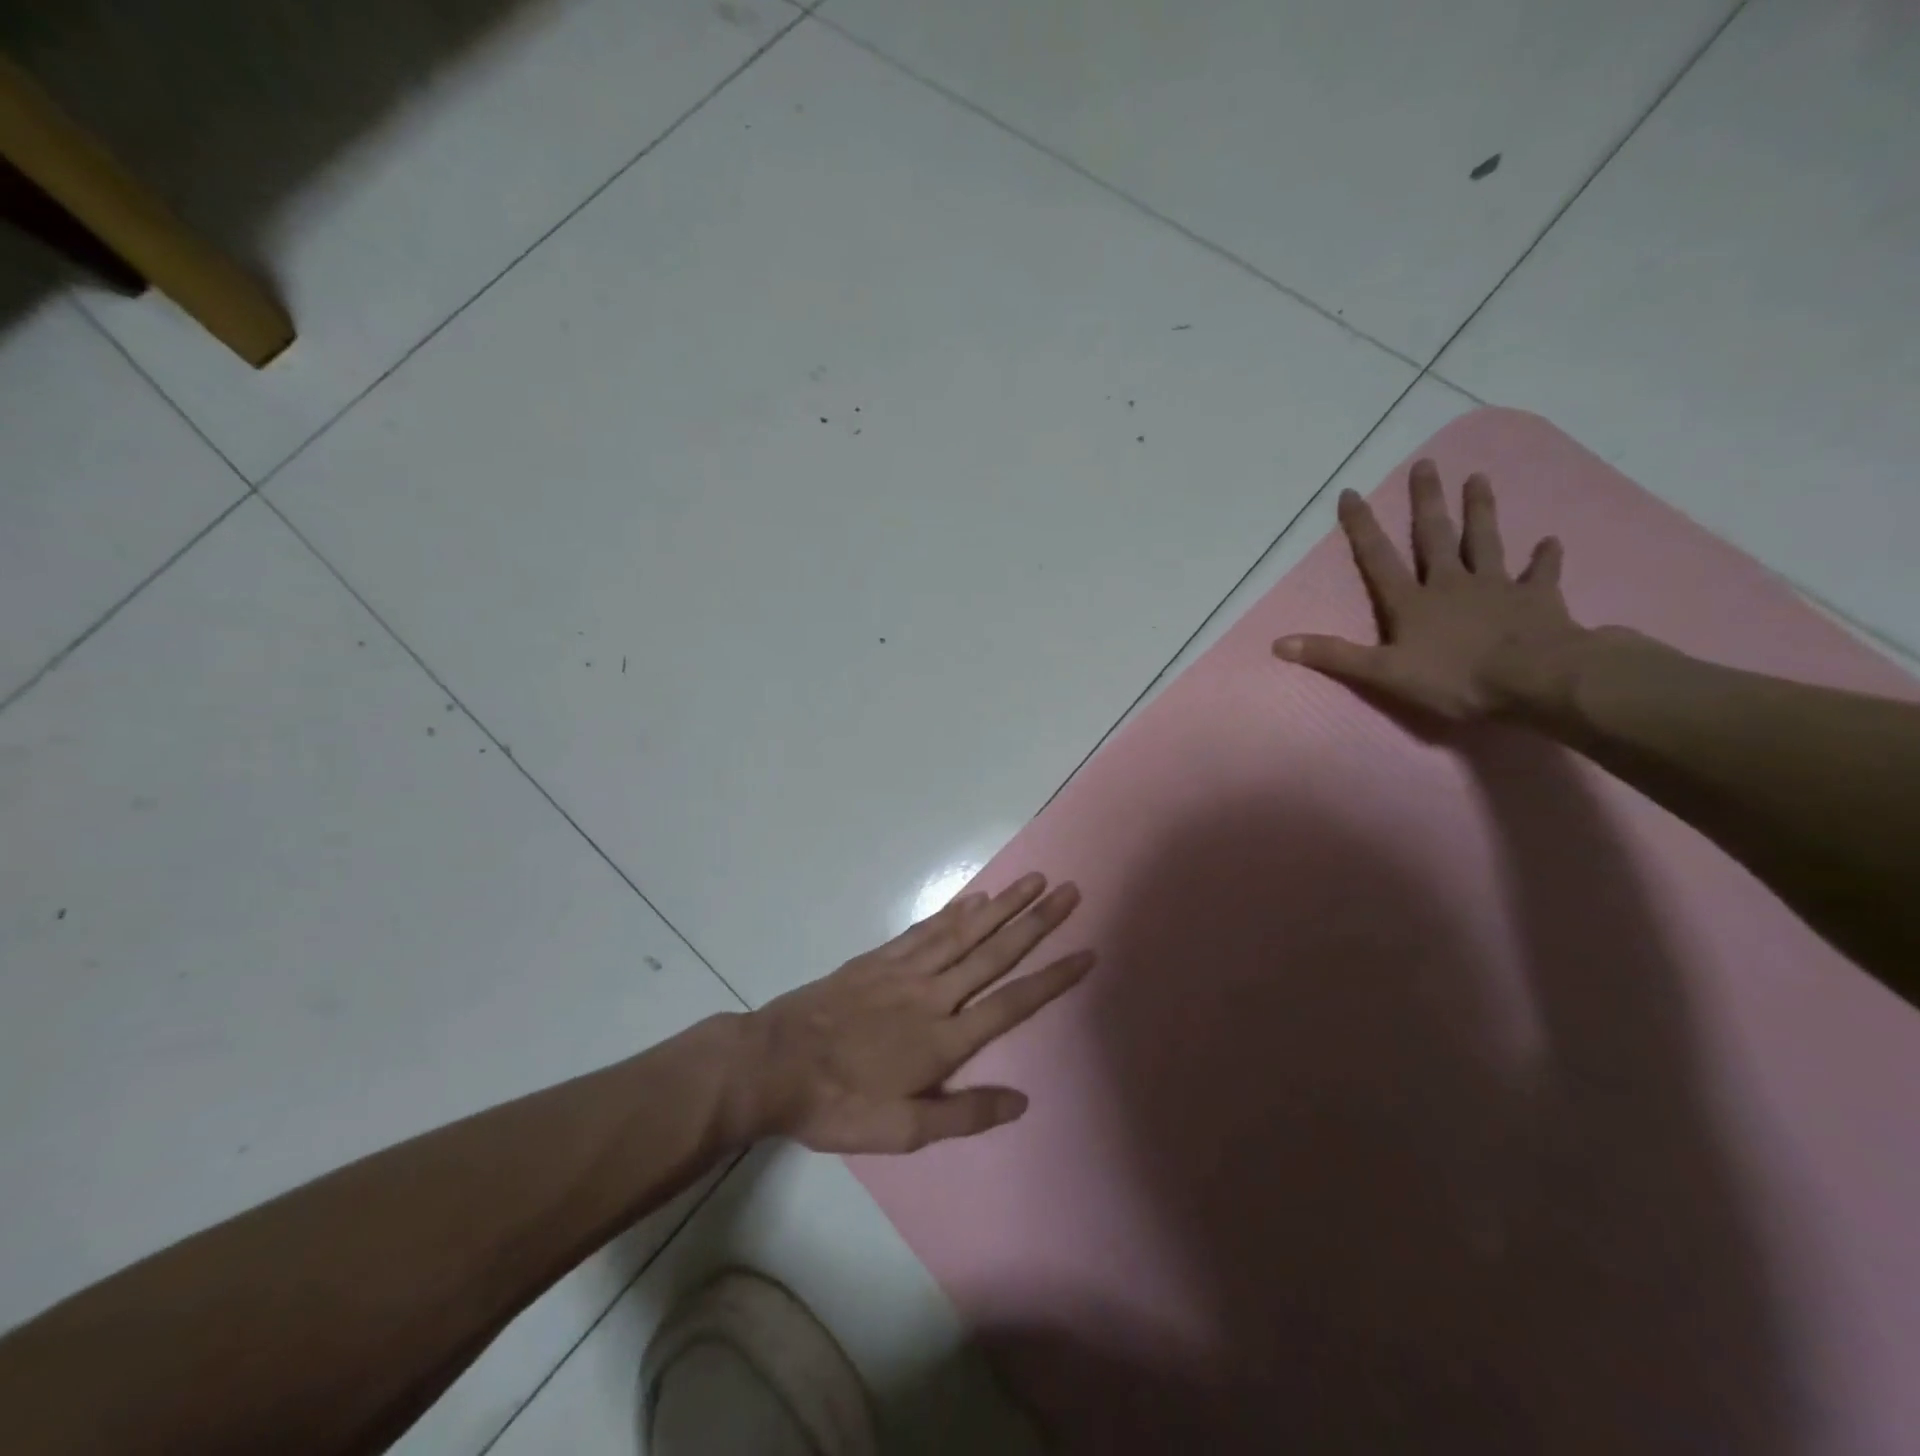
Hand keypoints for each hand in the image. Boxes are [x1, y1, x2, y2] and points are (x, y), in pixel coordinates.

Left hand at [736, 874, 1091, 1153]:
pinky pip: (926, 929)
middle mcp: (933, 994)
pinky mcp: (879, 958)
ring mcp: (905, 970)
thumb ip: (963, 1113)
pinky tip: (975, 898)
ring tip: (1032, 880)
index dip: (1052, 978)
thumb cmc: (839, 1103)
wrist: (774, 1063)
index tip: (1086, 952)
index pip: (1011, 1002)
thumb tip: (1021, 1101)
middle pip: (995, 953)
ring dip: (1003, 905)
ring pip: (965, 931)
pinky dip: (954, 911)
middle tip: (1068, 891)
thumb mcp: (901, 1131)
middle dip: (1036, 921)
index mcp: (943, 1038)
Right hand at [1273, 460, 1586, 721]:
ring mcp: (1496, 587)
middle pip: (1436, 536)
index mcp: (1412, 602)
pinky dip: (1545, 558)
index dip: (1362, 526)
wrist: (1534, 680)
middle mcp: (1451, 583)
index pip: (1378, 558)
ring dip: (1481, 510)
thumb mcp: (1382, 673)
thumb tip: (1278, 643)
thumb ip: (1333, 655)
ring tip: (1478, 478)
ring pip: (1486, 541)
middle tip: (1426, 464)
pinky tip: (1550, 541)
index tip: (1351, 492)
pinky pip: (1541, 573)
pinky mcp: (1536, 599)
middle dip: (1427, 501)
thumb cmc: (1454, 679)